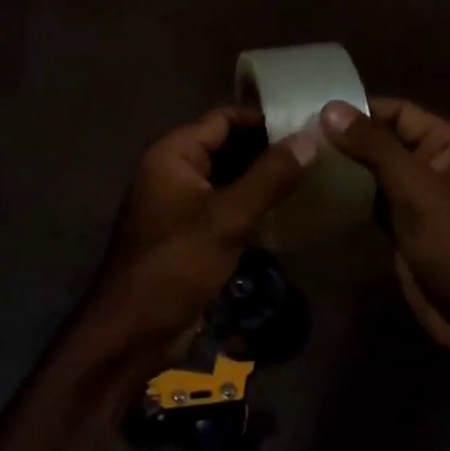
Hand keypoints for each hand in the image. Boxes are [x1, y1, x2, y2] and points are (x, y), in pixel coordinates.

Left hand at [92, 107, 316, 368]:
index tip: (307, 124)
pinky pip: (224, 207)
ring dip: (262, 179)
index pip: (223, 118)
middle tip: (316, 153)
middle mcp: (173, 170)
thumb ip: (270, 176)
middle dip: (267, 149)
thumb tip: (309, 138)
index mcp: (173, 154)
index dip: (263, 119)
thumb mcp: (228, 218)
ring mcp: (179, 203)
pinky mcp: (189, 233)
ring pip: (228, 178)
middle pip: (226, 146)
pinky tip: (286, 212)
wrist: (133, 332)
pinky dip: (251, 205)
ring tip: (310, 177)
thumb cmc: (176, 264)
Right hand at [319, 98, 449, 351]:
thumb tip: (330, 108)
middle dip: (347, 140)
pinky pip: (373, 201)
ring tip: (301, 162)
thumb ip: (373, 146)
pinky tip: (317, 194)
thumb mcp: (415, 187)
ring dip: (345, 169)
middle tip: (298, 139)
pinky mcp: (406, 227)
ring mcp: (421, 198)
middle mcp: (437, 164)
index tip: (312, 113)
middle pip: (385, 140)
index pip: (399, 112)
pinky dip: (350, 197)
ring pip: (376, 172)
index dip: (359, 110)